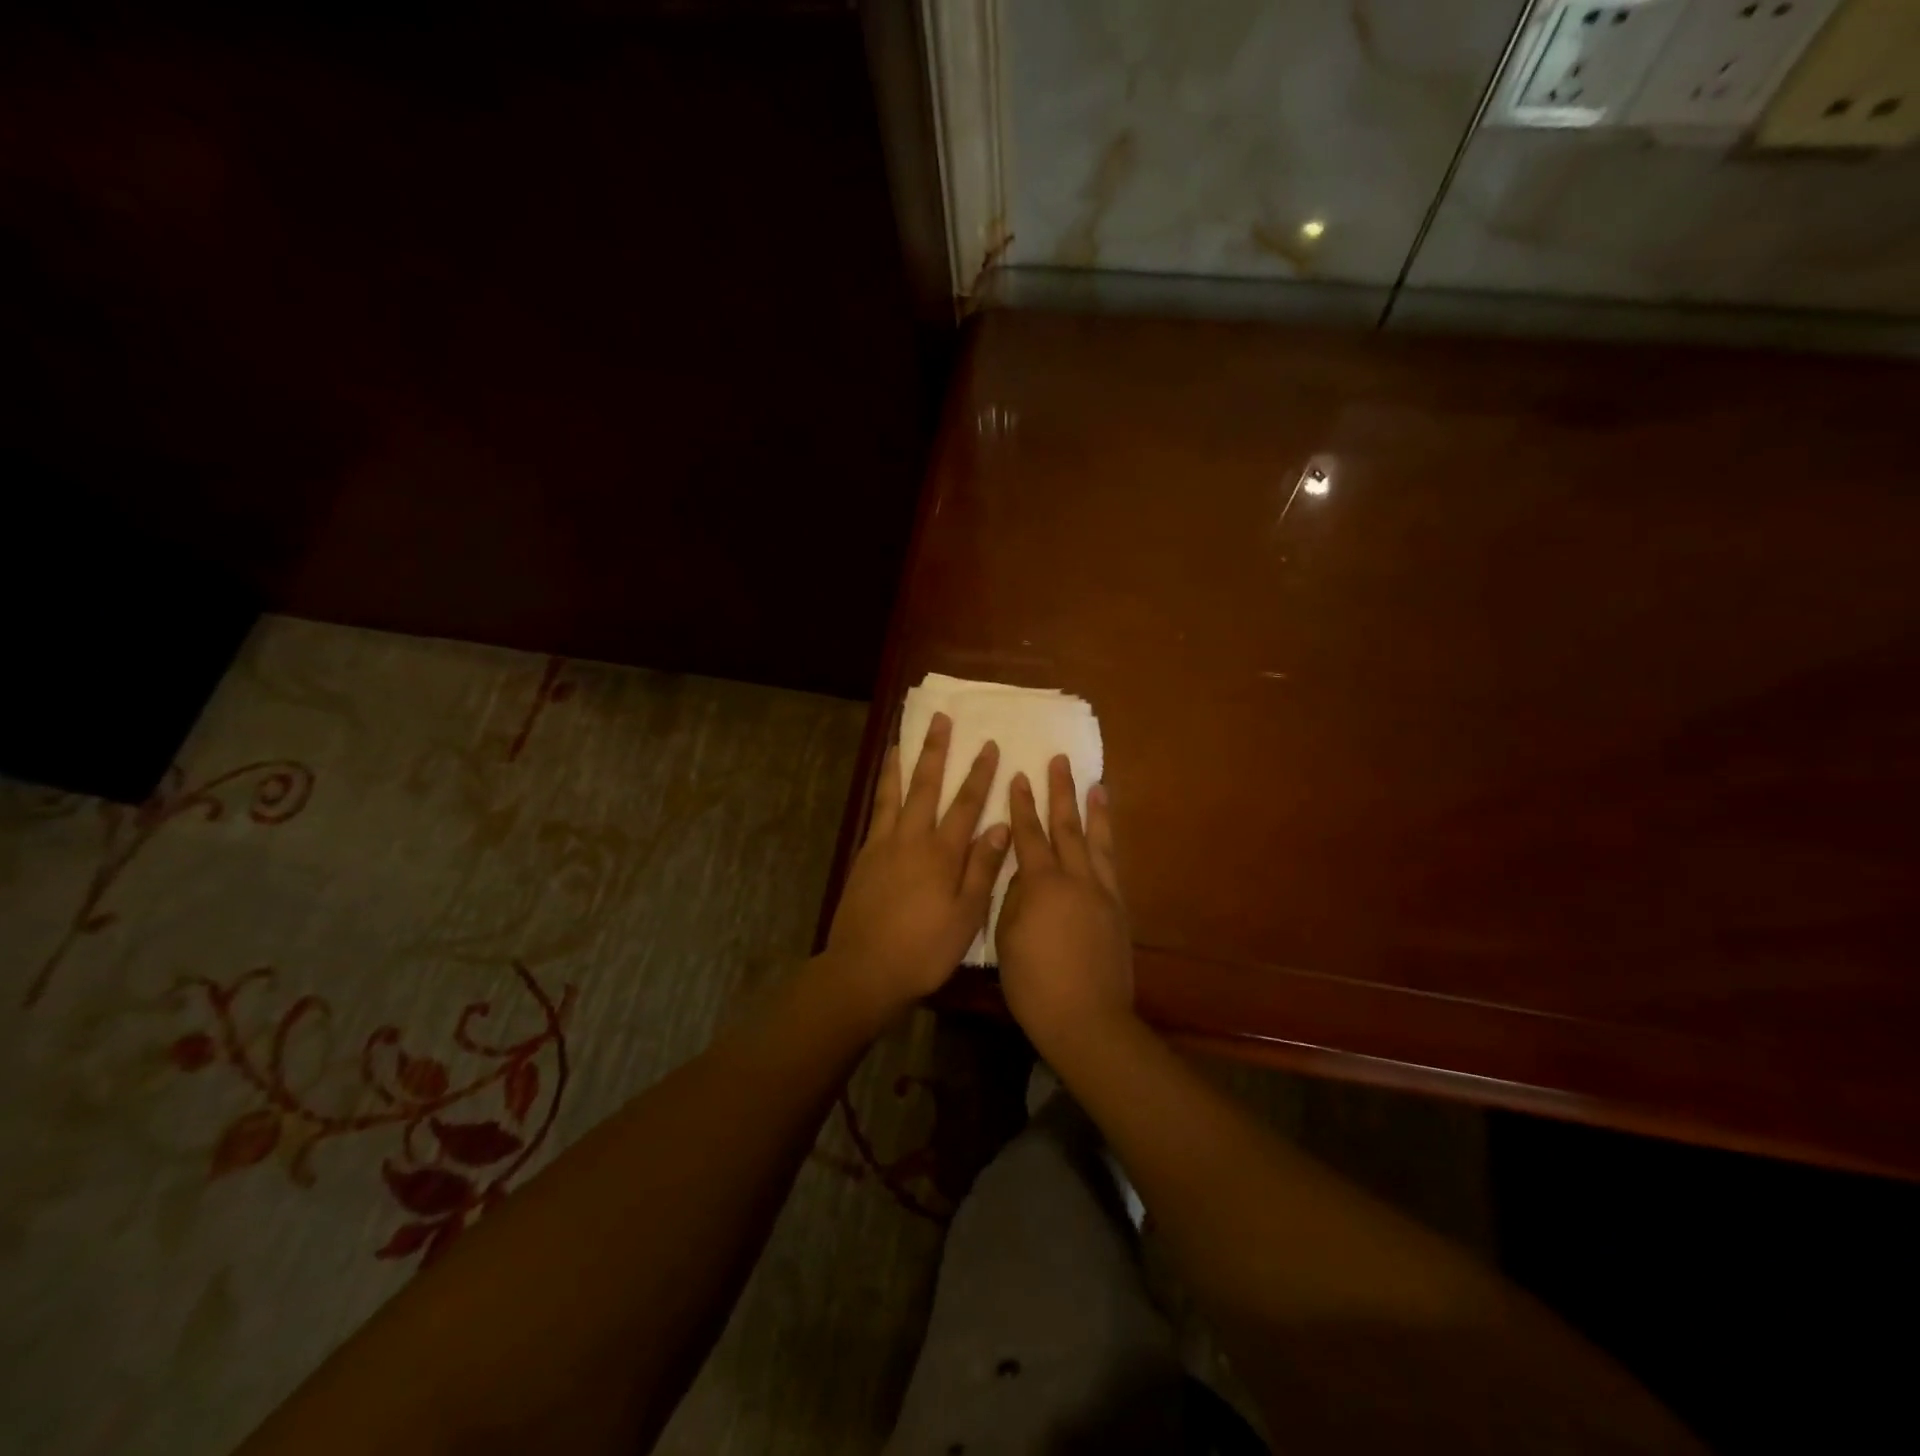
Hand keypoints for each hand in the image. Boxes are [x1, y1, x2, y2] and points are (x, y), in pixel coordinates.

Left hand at [823, 712, 1009, 1014]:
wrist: (864, 970)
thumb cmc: (924, 949)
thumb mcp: (966, 916)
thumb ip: (982, 868)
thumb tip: (999, 825)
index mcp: (941, 853)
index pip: (966, 804)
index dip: (979, 774)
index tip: (988, 745)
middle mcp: (911, 840)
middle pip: (926, 786)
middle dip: (935, 751)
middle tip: (940, 719)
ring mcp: (882, 846)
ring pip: (892, 794)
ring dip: (900, 764)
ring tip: (901, 738)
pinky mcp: (863, 858)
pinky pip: (874, 813)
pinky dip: (880, 792)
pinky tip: (883, 787)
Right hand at [996, 755, 1132, 1055]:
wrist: (1087, 1018)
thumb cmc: (1034, 983)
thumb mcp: (1007, 937)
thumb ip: (1014, 898)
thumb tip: (1023, 876)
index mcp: (1042, 884)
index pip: (1029, 835)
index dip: (1023, 805)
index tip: (1020, 776)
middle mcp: (1076, 879)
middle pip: (1067, 827)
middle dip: (1061, 792)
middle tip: (1060, 761)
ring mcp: (1102, 893)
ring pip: (1098, 842)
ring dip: (1094, 811)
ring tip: (1096, 784)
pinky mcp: (1118, 910)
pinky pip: (1111, 866)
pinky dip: (1108, 845)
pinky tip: (1106, 837)